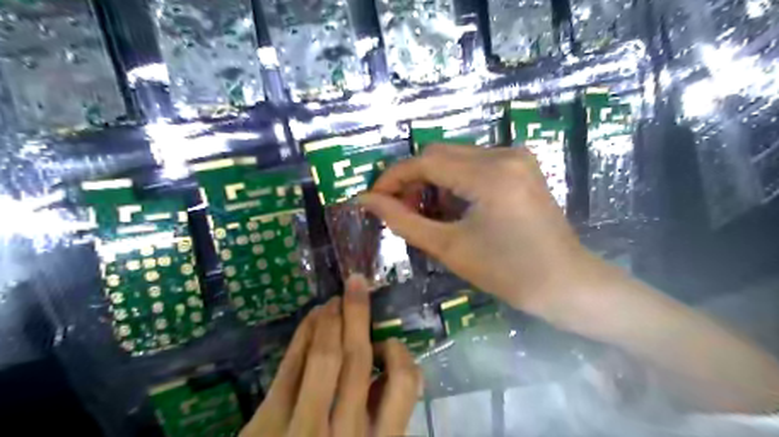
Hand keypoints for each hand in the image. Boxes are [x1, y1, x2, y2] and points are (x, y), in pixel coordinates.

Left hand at [242, 277, 423, 436]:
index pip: (405, 382)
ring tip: (333, 300)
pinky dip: (302, 337)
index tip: (388, 340)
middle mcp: (347, 433)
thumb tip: (382, 371)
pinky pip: (289, 369)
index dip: (400, 352)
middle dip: (358, 313)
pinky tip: (310, 320)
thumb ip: (379, 418)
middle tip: (357, 284)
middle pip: (358, 357)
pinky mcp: (266, 426)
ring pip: (324, 357)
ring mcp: (303, 428)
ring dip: (329, 319)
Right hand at [358, 146, 597, 318]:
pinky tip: (452, 206)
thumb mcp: (449, 247)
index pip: (425, 162)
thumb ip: (403, 220)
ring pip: (456, 157)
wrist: (566, 283)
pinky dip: (455, 181)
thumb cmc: (508, 273)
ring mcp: (517, 157)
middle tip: (400, 210)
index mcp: (489, 174)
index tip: (373, 198)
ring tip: (425, 212)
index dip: (393, 178)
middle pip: (439, 154)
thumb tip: (367, 201)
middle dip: (413, 179)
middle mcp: (504, 154)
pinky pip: (475, 164)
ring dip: (433, 180)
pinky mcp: (522, 166)